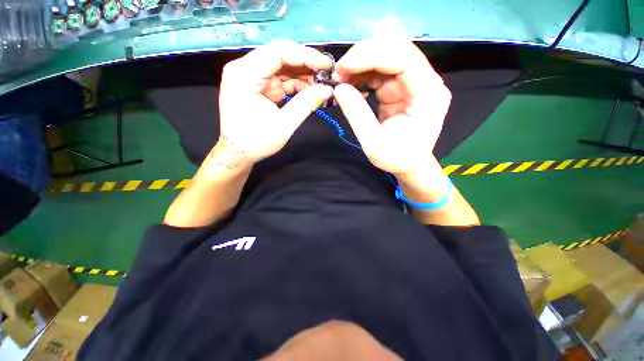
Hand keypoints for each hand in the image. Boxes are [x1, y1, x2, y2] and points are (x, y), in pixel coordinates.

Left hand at [217, 40, 333, 166]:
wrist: (238, 153)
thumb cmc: (256, 141)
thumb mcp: (284, 124)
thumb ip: (306, 104)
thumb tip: (328, 90)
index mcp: (245, 74)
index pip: (278, 52)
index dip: (306, 56)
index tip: (327, 65)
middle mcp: (244, 69)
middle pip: (280, 56)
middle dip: (306, 66)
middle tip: (326, 76)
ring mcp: (250, 77)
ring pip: (282, 67)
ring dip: (302, 76)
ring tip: (320, 86)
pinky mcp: (257, 86)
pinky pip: (279, 79)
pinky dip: (295, 85)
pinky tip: (309, 92)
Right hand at [332, 39, 450, 176]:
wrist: (410, 164)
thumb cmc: (397, 158)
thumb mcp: (373, 143)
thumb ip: (357, 114)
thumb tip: (339, 88)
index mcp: (428, 94)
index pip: (403, 59)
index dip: (370, 56)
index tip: (342, 69)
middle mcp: (426, 81)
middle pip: (396, 50)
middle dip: (363, 56)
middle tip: (339, 73)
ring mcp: (415, 82)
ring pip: (387, 56)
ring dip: (361, 64)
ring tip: (341, 79)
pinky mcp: (403, 87)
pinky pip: (382, 71)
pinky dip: (363, 74)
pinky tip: (352, 85)